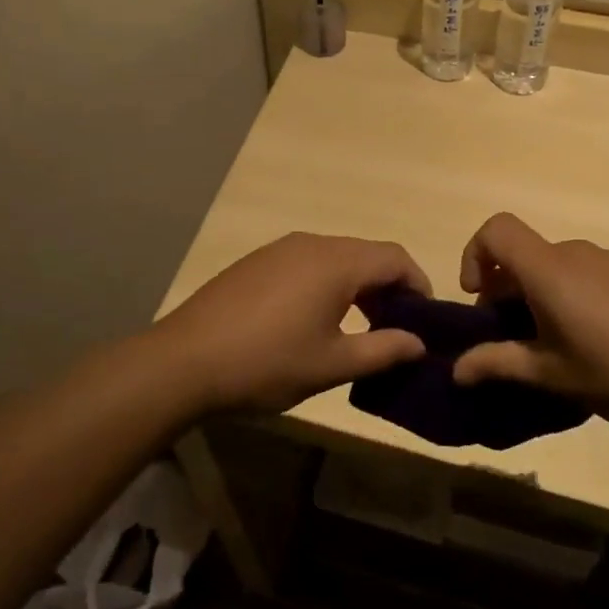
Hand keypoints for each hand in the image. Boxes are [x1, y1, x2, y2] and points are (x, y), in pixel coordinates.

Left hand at [151, 233, 431, 413]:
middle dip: (389, 287)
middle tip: (395, 329)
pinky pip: (308, 263)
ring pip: (337, 258)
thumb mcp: (331, 365)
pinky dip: (328, 284)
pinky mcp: (257, 262)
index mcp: (336, 263)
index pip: (395, 258)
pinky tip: (315, 320)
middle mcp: (311, 244)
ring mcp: (280, 249)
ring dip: (358, 286)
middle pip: (367, 254)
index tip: (424, 320)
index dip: (419, 284)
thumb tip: (418, 342)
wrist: (184, 360)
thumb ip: (382, 350)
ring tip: (359, 328)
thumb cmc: (266, 362)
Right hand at [452, 213, 608, 427]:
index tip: (479, 298)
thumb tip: (457, 369)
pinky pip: (582, 273)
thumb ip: (498, 364)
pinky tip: (592, 341)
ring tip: (553, 347)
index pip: (496, 229)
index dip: (474, 254)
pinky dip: (567, 296)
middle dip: (503, 289)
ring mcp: (608, 261)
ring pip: (552, 266)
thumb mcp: (552, 375)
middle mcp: (575, 253)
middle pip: (522, 253)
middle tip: (512, 339)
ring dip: (536, 296)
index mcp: (549, 269)